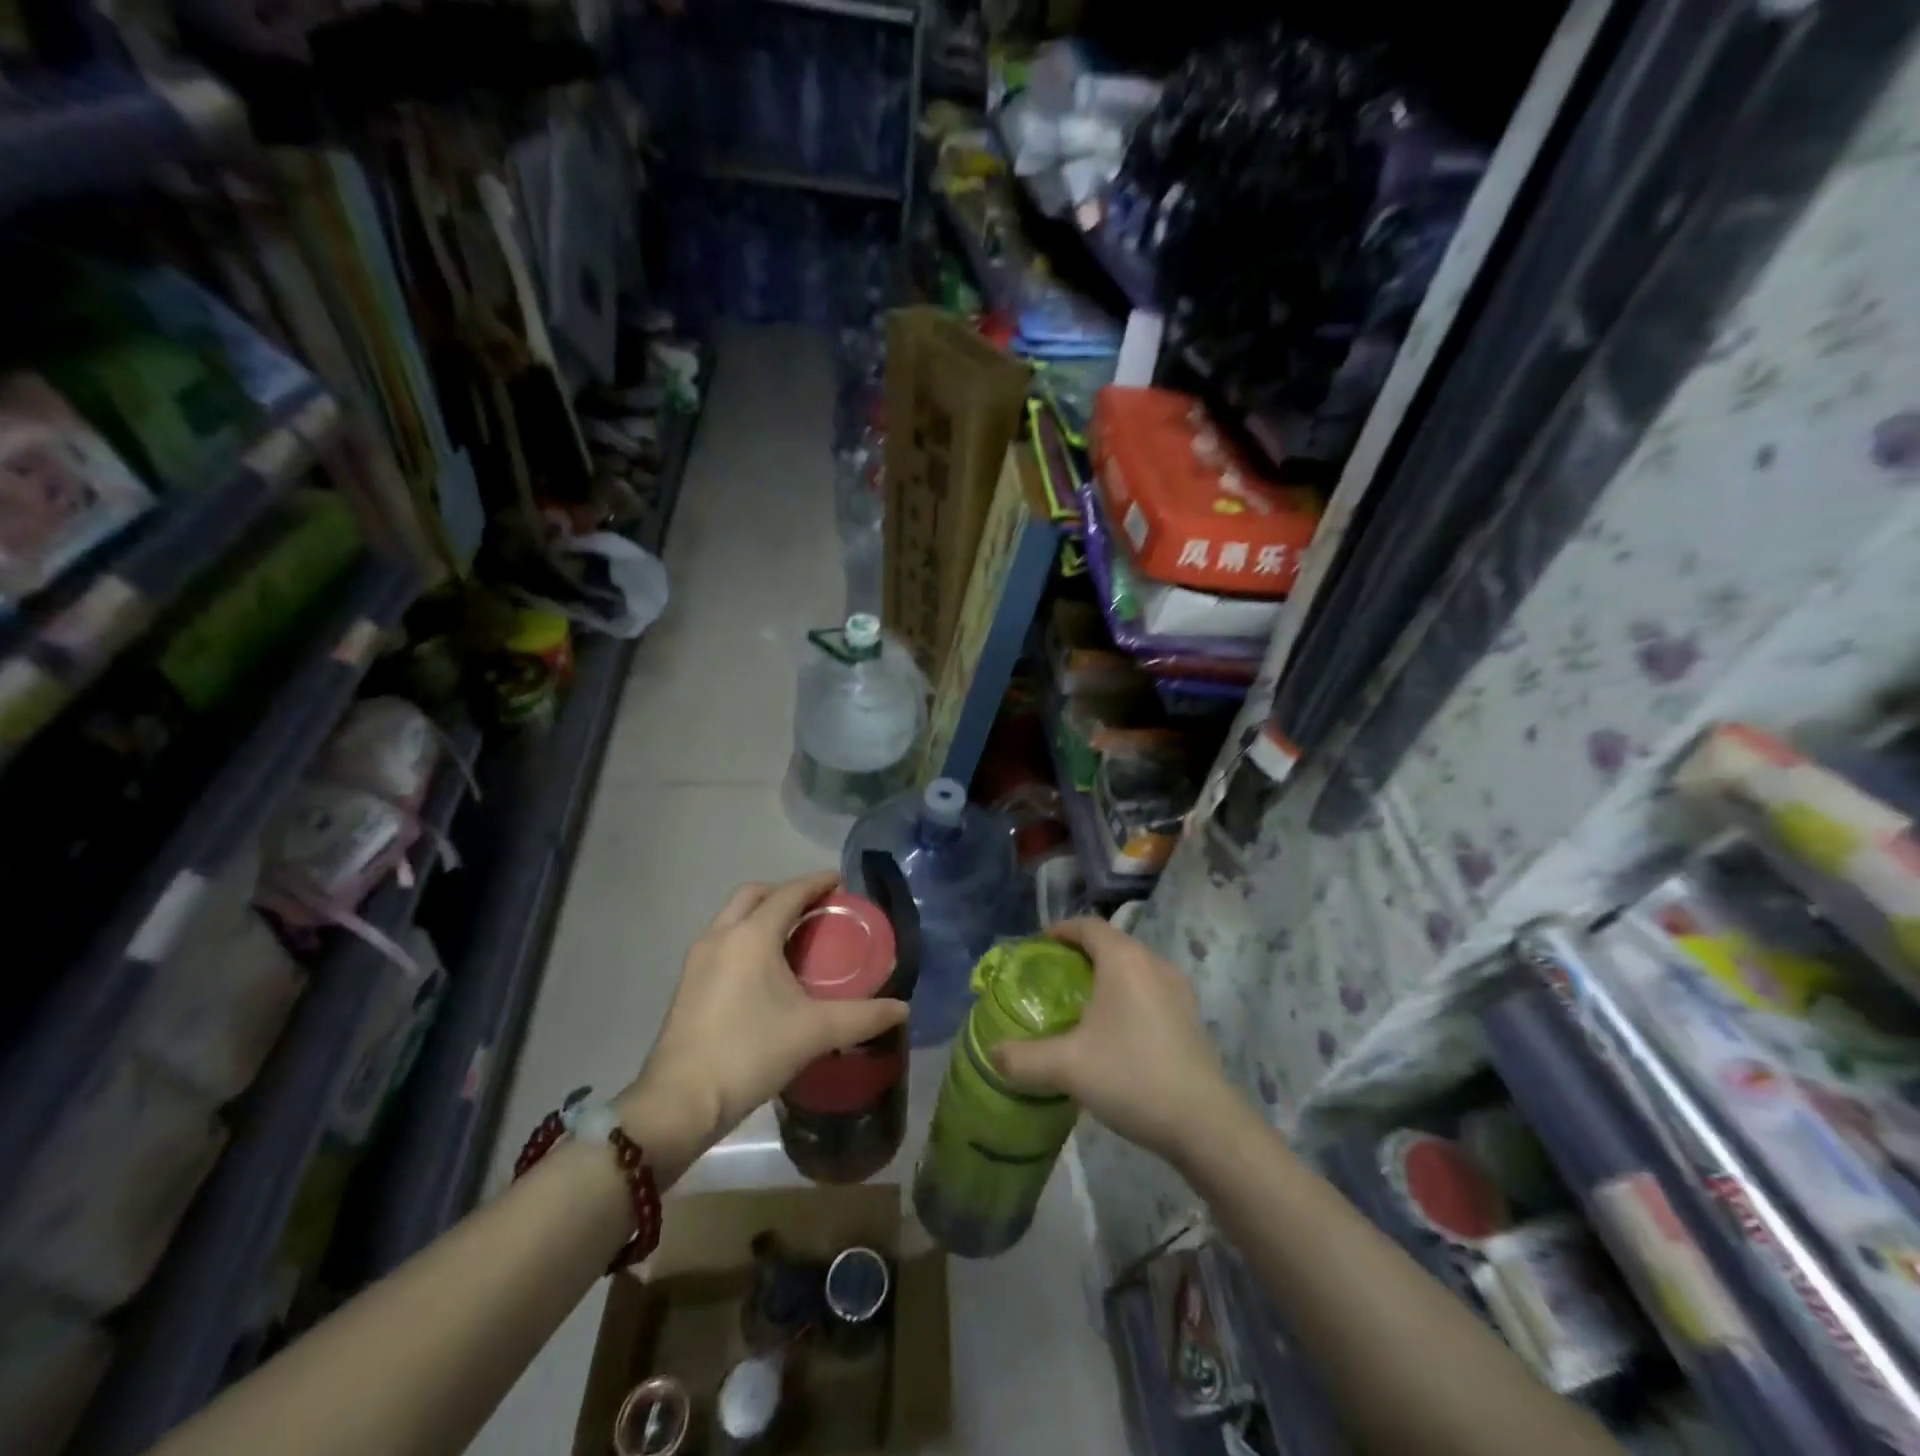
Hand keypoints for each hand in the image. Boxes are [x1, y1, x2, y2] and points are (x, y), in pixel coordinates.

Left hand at [622, 873, 908, 1148]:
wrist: (680, 1101)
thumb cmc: (750, 1053)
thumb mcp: (815, 1032)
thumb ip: (863, 1017)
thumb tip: (903, 1009)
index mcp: (752, 936)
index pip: (789, 893)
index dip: (817, 883)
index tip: (841, 881)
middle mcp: (721, 935)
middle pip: (755, 894)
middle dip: (786, 891)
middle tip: (816, 906)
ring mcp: (698, 958)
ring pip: (733, 916)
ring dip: (762, 913)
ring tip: (794, 934)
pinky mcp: (687, 982)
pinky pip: (722, 939)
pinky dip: (746, 934)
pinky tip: (764, 967)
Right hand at [992, 917, 1234, 1163]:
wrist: (1203, 1123)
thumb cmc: (1131, 1077)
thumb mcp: (1067, 1068)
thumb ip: (1023, 1058)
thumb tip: (992, 1053)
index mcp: (1124, 960)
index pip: (1088, 925)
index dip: (1060, 930)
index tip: (1037, 947)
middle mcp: (1153, 963)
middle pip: (1111, 942)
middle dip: (1080, 952)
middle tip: (1052, 976)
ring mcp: (1178, 988)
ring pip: (1133, 966)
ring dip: (1106, 974)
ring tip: (1080, 1002)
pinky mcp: (1190, 1014)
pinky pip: (1149, 987)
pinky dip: (1127, 993)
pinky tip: (1115, 1028)